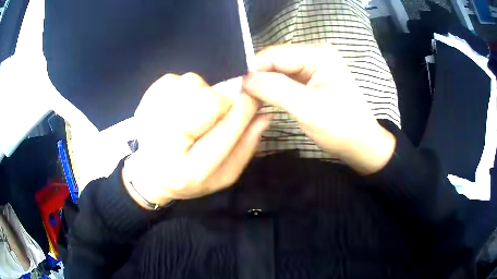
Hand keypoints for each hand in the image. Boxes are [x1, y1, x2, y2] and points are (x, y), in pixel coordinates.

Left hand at [123, 73, 269, 208]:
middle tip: (219, 107)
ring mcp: (150, 121)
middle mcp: (165, 146)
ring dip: (201, 93)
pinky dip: (183, 87)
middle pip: (206, 100)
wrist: (151, 174)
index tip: (256, 95)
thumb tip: (264, 115)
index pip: (224, 132)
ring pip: (190, 83)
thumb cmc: (191, 178)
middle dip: (221, 99)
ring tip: (193, 113)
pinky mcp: (143, 104)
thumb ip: (245, 146)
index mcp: (190, 171)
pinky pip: (173, 78)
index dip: (244, 109)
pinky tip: (178, 107)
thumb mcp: (224, 174)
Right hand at [243, 44, 395, 174]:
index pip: (274, 54)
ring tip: (245, 100)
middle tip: (238, 97)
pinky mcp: (311, 82)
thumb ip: (276, 89)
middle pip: (275, 62)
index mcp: (317, 55)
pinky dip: (272, 91)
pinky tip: (261, 100)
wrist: (362, 145)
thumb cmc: (342, 128)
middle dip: (256, 78)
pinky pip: (285, 82)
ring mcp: (313, 68)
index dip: (252, 69)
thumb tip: (244, 79)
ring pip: (277, 72)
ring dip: (262, 85)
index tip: (234, 88)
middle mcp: (314, 55)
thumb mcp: (309, 108)